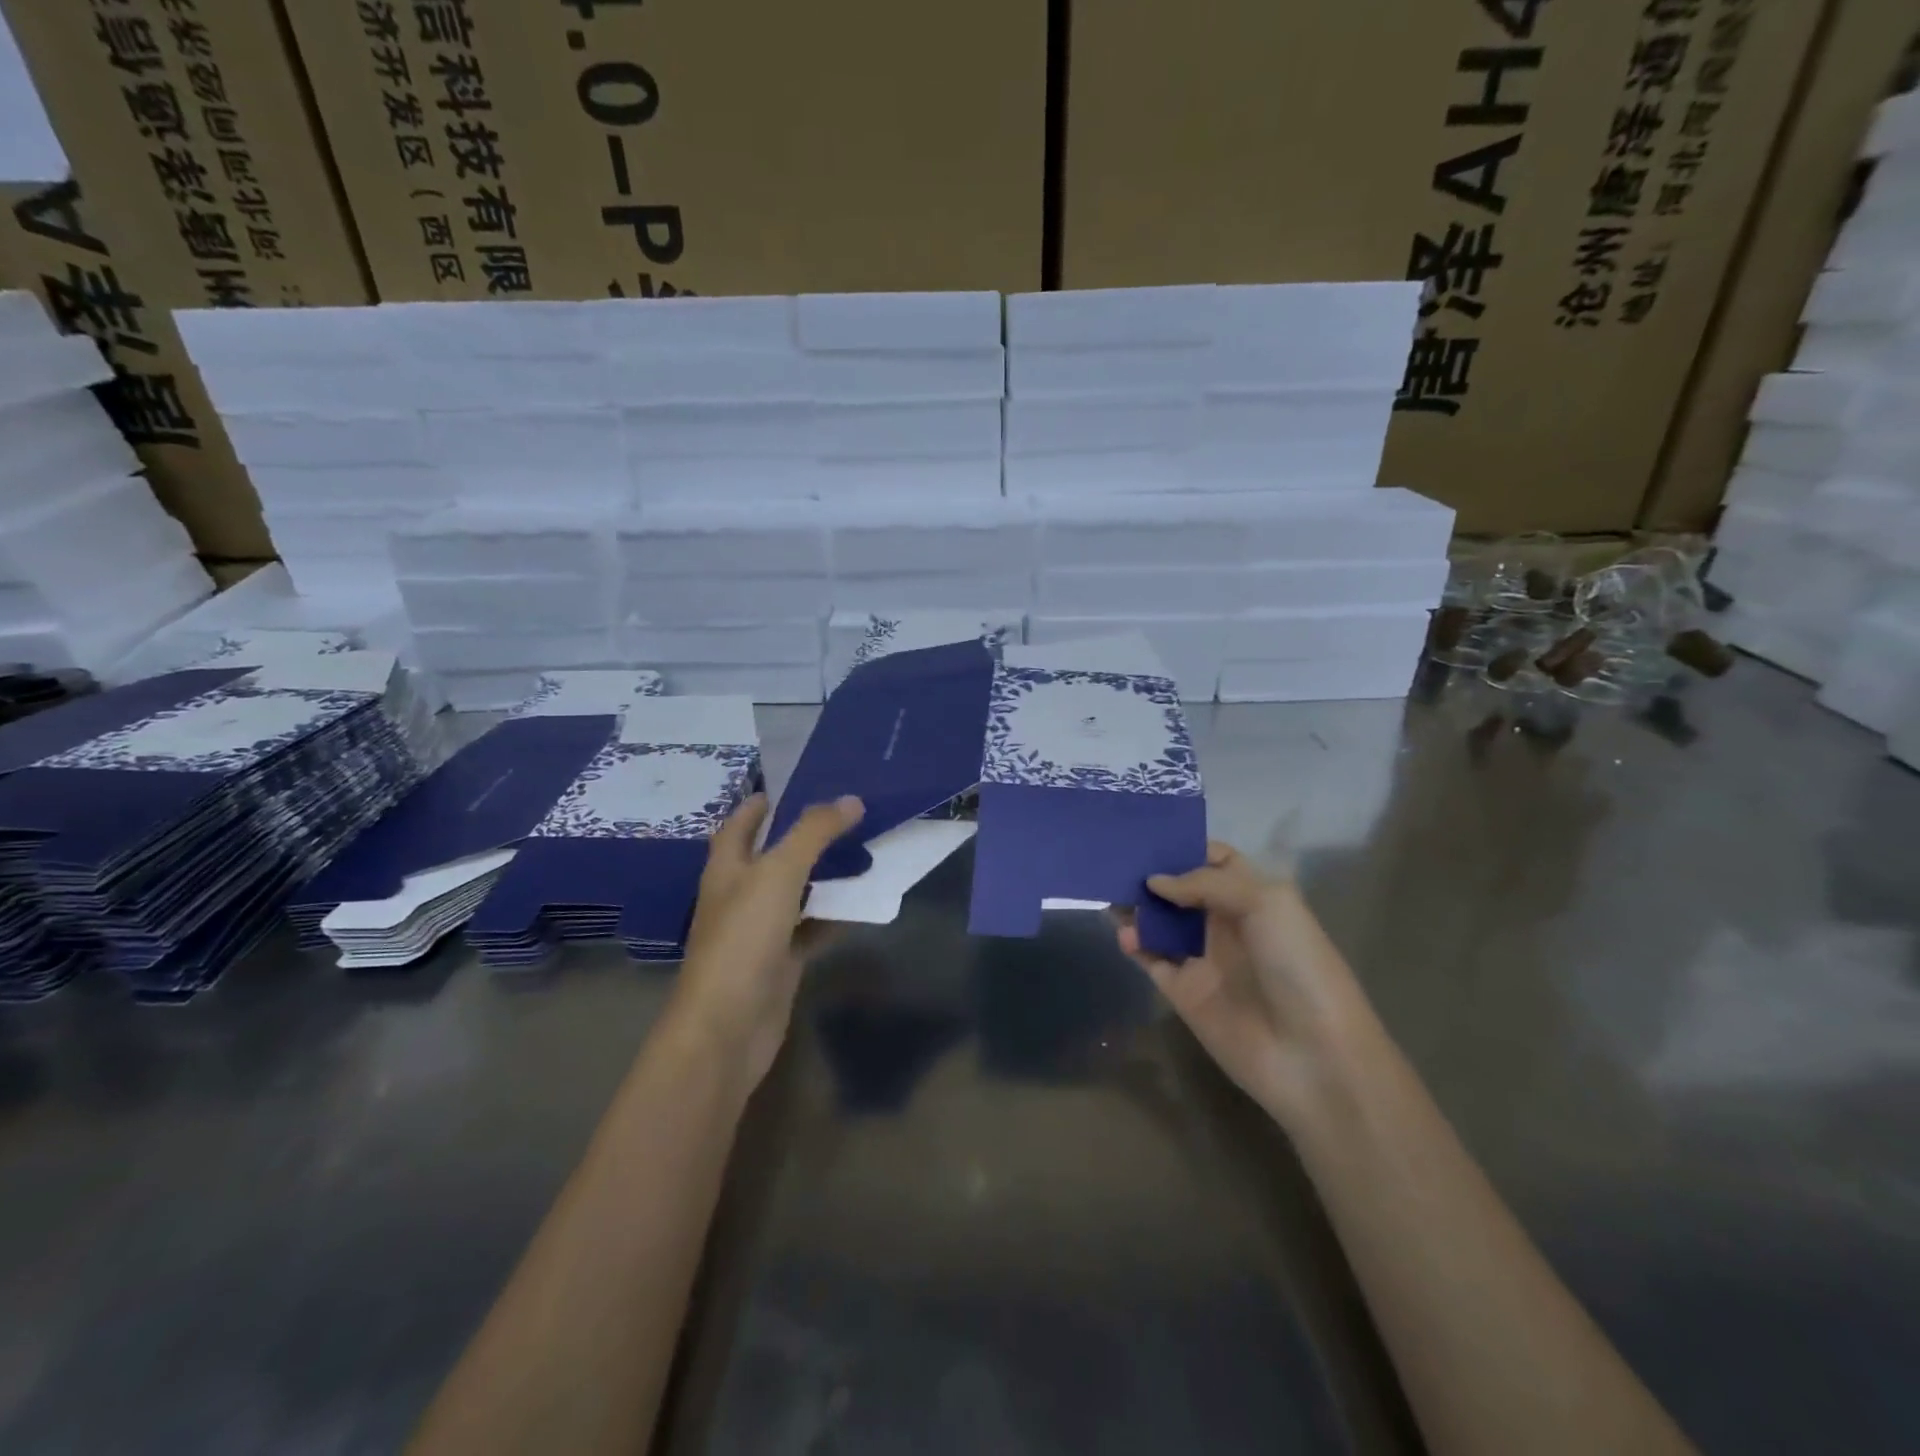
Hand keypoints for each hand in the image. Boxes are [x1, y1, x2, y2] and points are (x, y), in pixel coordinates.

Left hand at [671, 792, 864, 1090]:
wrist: (728, 1027)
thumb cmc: (743, 939)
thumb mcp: (778, 874)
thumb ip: (813, 834)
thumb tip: (850, 800)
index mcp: (727, 867)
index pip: (741, 823)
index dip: (763, 801)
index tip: (799, 783)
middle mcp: (740, 894)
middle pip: (773, 855)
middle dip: (805, 835)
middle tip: (848, 814)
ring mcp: (760, 930)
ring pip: (797, 891)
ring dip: (824, 874)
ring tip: (864, 850)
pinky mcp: (780, 960)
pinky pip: (811, 928)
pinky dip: (833, 916)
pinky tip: (861, 904)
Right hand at [1116, 843, 1367, 1122]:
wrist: (1312, 1056)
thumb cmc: (1297, 966)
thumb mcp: (1266, 904)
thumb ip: (1205, 883)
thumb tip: (1154, 883)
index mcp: (1255, 897)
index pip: (1216, 861)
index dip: (1187, 846)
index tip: (1149, 833)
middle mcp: (1227, 924)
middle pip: (1181, 889)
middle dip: (1152, 872)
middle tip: (1115, 857)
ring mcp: (1204, 959)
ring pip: (1161, 923)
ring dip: (1137, 906)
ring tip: (1107, 889)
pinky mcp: (1183, 992)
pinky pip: (1151, 959)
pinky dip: (1134, 944)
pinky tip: (1123, 932)